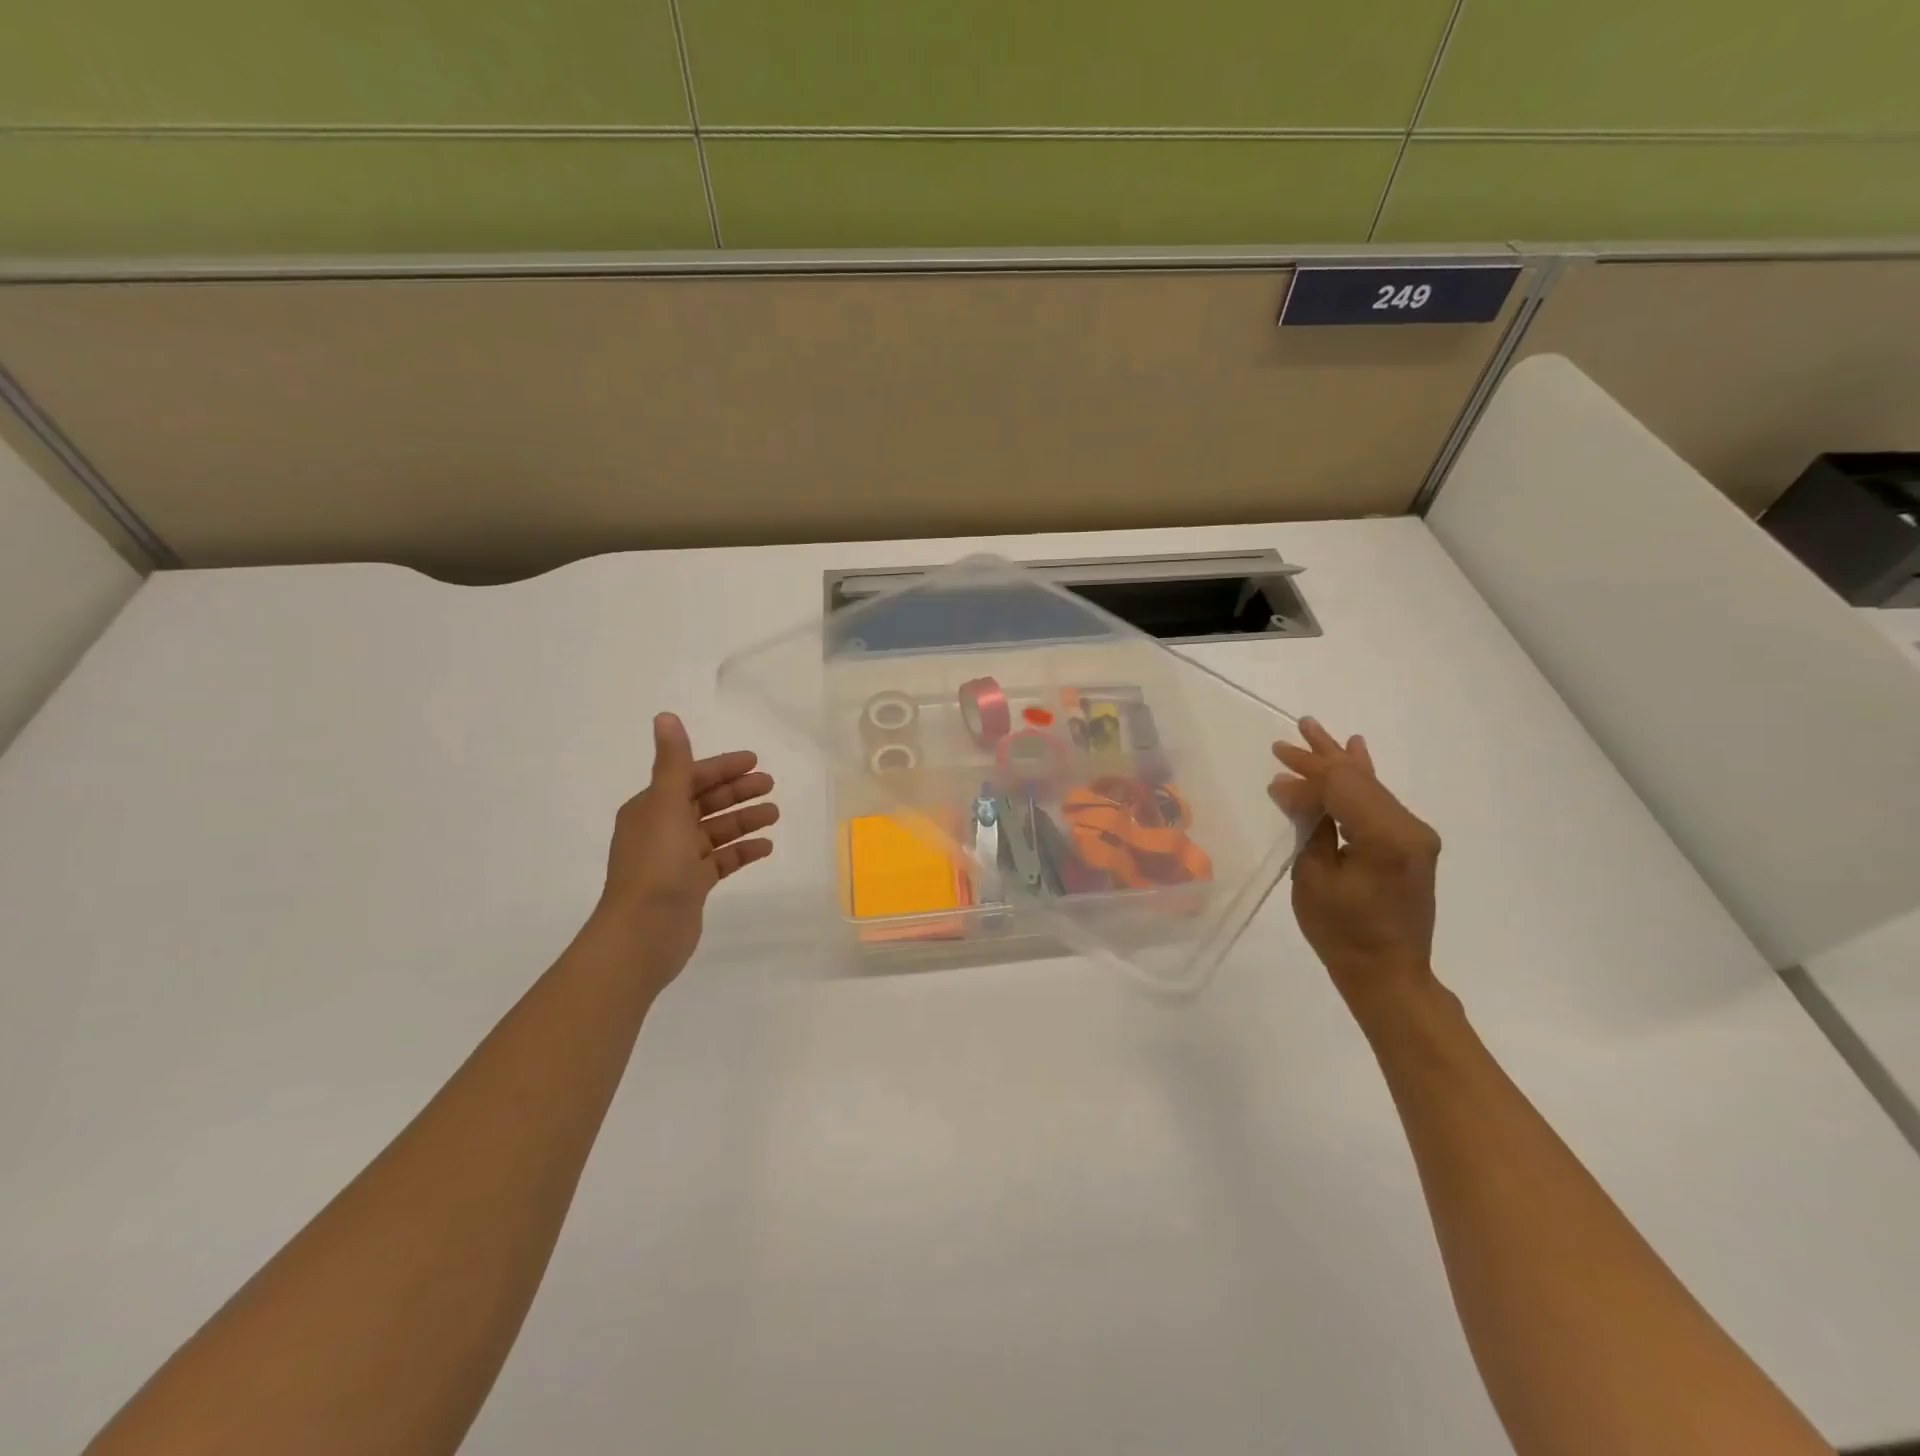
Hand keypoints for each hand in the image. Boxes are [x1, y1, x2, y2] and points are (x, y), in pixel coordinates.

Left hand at [591, 712, 778, 986]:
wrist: (643, 932)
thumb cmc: (656, 864)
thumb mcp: (665, 805)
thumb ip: (672, 762)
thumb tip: (665, 716)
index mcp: (651, 808)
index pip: (690, 777)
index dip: (722, 768)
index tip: (754, 761)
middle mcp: (662, 829)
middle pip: (705, 802)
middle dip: (737, 792)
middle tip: (771, 785)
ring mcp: (677, 860)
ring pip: (716, 831)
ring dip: (744, 820)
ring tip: (775, 815)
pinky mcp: (691, 885)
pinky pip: (721, 861)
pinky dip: (742, 851)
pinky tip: (765, 847)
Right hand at [1268, 718, 1441, 1008]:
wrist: (1388, 974)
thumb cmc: (1342, 932)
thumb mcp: (1312, 877)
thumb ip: (1308, 825)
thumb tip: (1288, 787)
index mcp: (1385, 837)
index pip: (1340, 788)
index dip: (1305, 777)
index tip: (1274, 772)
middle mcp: (1409, 828)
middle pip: (1357, 780)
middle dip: (1320, 758)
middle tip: (1288, 738)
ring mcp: (1415, 835)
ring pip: (1369, 786)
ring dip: (1338, 763)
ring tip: (1314, 731)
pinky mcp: (1411, 844)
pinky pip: (1380, 802)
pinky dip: (1361, 780)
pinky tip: (1358, 752)